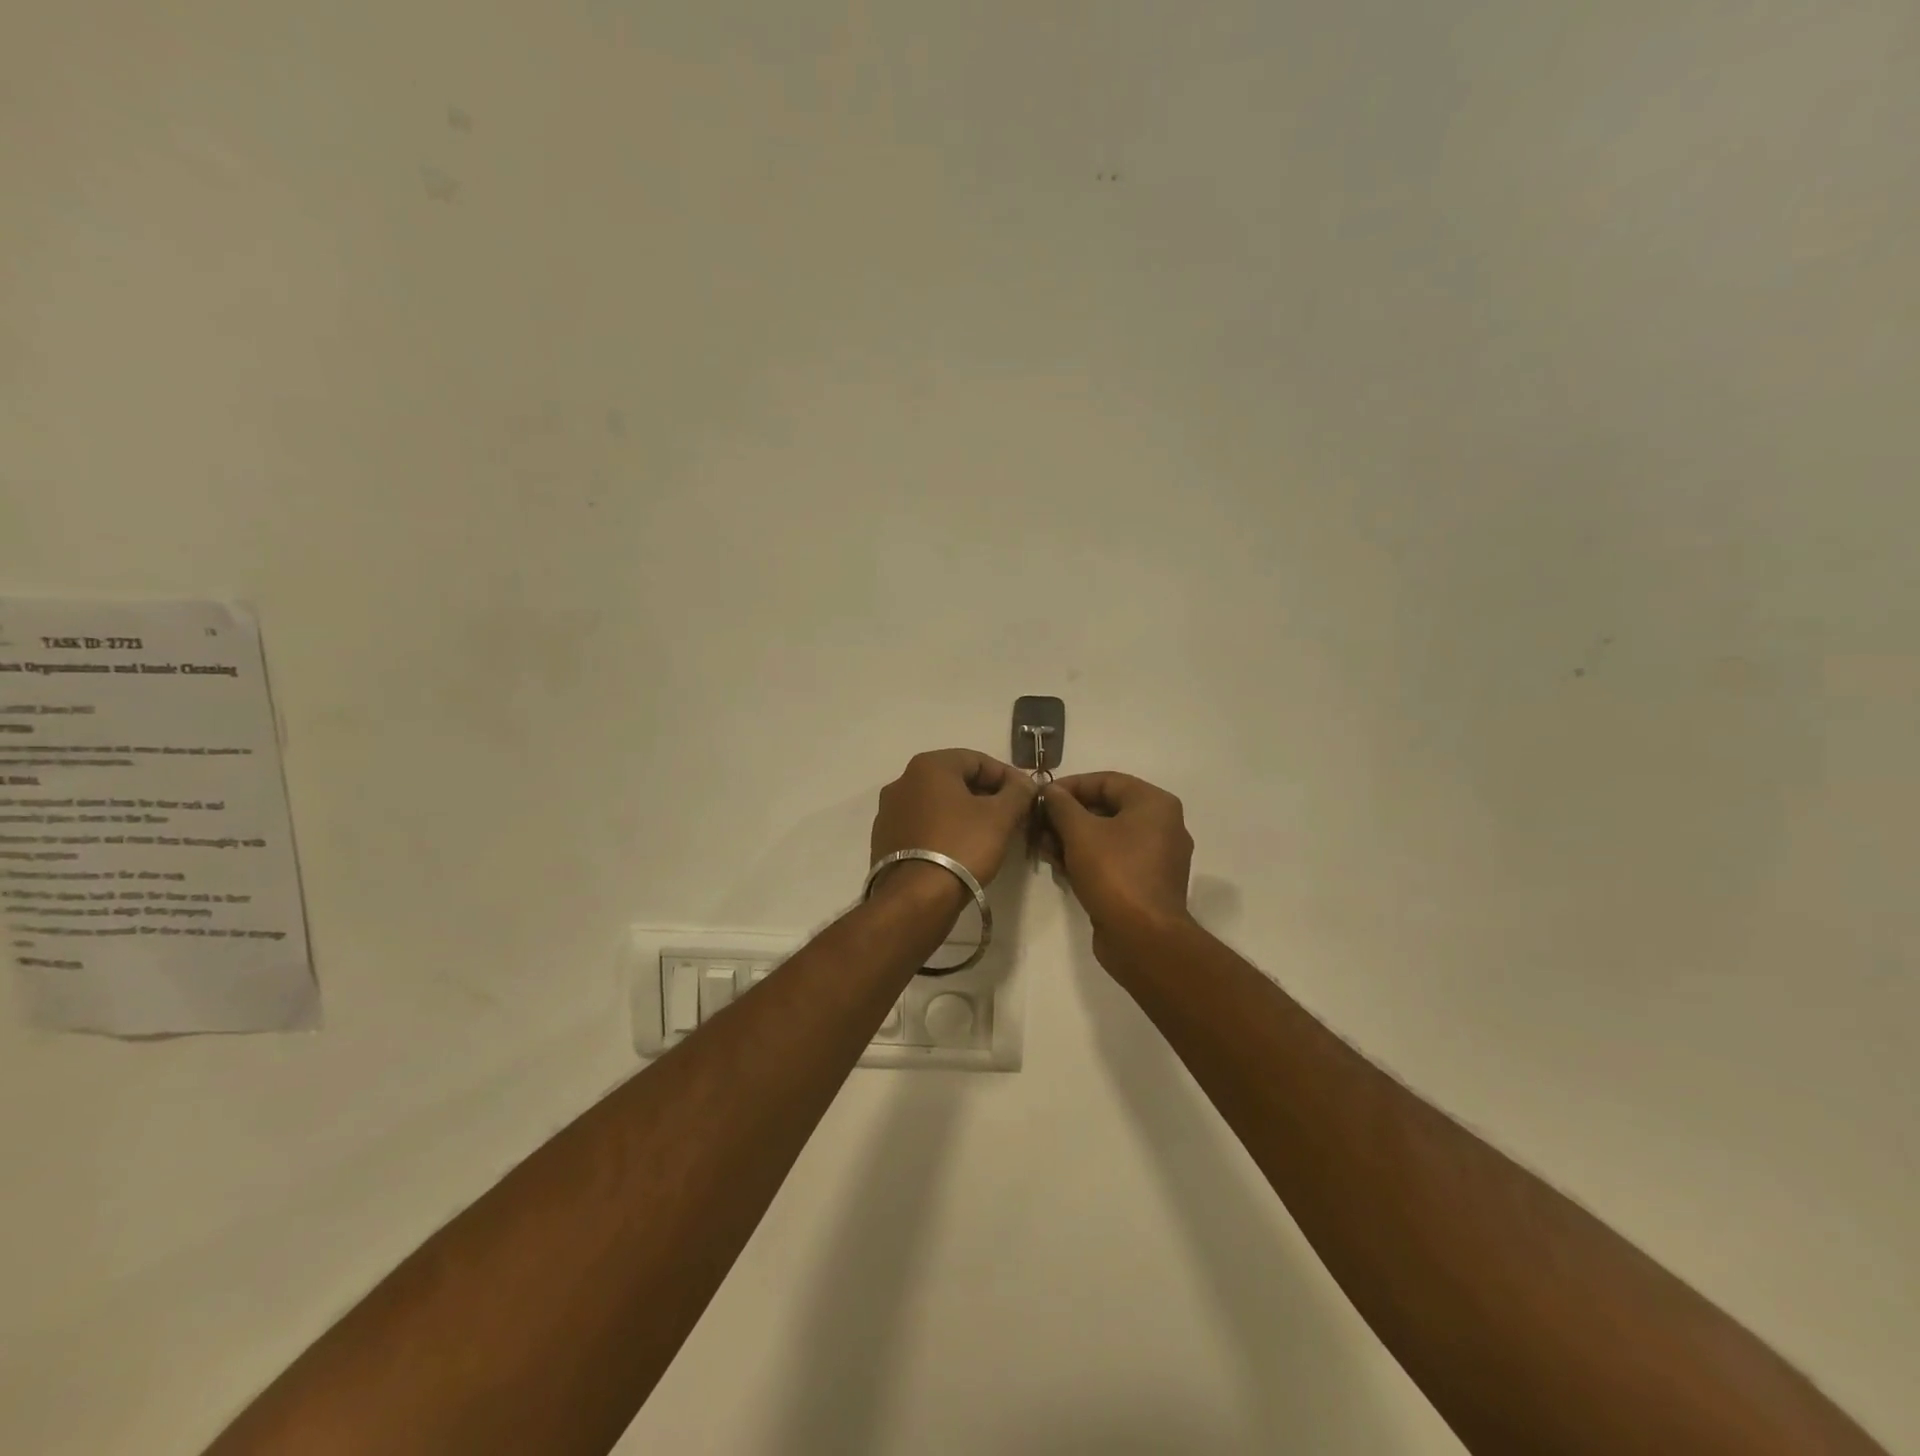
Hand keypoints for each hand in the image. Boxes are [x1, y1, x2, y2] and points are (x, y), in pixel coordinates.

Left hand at [870, 749, 1037, 888]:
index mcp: (928, 766)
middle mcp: (903, 781)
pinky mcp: (885, 839)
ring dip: (966, 813)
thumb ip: (1018, 792)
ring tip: (990, 834)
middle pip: (956, 781)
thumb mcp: (1000, 816)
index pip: (977, 760)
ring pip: (938, 804)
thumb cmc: (962, 846)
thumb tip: (1024, 784)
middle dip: (987, 796)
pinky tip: (962, 849)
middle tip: (1012, 816)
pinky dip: (945, 830)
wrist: (916, 898)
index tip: (1027, 796)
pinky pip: (923, 825)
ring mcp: (889, 811)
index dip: (1007, 776)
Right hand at [1041, 773, 1193, 936]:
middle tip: (1038, 825)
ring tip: (1043, 848)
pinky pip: (1113, 859)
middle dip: (1067, 816)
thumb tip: (1050, 791)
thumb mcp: (1081, 833)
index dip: (1070, 786)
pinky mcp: (1145, 882)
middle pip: (1106, 808)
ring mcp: (1156, 857)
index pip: (1106, 781)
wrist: (1143, 938)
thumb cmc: (1114, 874)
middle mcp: (1162, 825)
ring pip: (1107, 836)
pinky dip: (1087, 859)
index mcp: (1154, 804)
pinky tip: (1059, 867)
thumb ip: (1061, 805)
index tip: (1041, 798)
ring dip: (1072, 839)